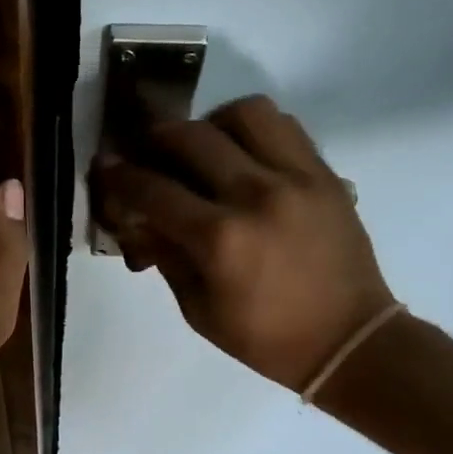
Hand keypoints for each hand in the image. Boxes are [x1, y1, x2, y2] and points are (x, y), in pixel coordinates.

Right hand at [93, 96, 391, 390]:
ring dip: (210, 124)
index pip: (153, 191)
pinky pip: (284, 126)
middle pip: (190, 137)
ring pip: (243, 114)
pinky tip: (244, 155)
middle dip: (155, 139)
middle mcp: (256, 195)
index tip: (104, 167)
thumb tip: (139, 219)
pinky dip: (254, 130)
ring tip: (203, 149)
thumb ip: (165, 256)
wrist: (348, 340)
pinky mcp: (325, 173)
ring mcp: (297, 177)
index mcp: (220, 240)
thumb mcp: (199, 311)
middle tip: (146, 152)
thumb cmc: (266, 339)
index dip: (119, 177)